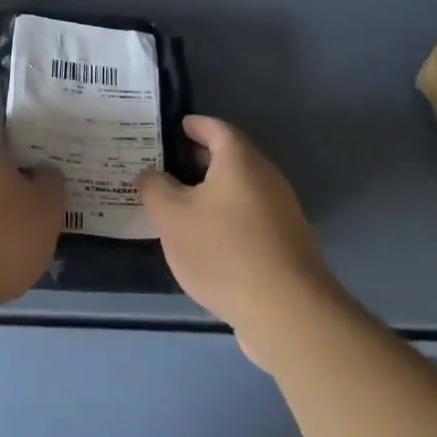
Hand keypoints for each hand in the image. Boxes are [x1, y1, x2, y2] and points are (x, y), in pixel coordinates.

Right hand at [138, 116, 334, 365]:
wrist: (288, 312)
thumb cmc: (223, 251)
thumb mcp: (172, 217)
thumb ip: (155, 188)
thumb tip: (149, 173)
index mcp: (240, 161)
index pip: (216, 128)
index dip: (195, 125)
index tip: (176, 126)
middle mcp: (266, 177)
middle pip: (232, 157)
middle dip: (201, 158)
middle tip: (169, 164)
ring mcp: (282, 211)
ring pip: (242, 188)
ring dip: (213, 190)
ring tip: (182, 203)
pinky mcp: (288, 243)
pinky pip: (251, 215)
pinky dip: (227, 215)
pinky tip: (208, 238)